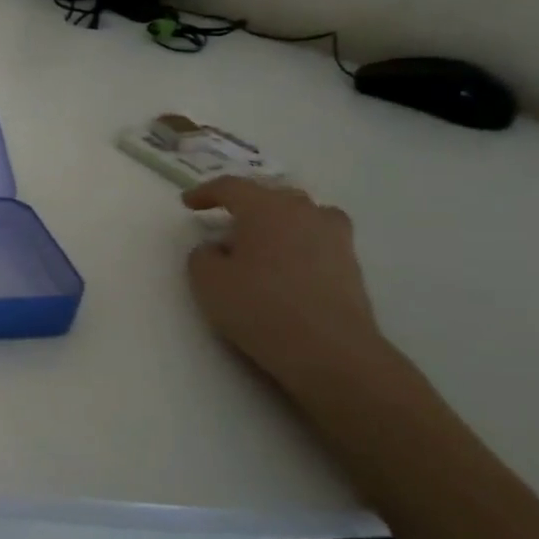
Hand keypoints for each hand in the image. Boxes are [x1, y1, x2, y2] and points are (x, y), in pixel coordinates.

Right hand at [182, 178, 389, 395]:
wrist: (330, 351)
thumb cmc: (260, 307)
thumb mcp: (207, 281)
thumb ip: (202, 255)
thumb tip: (217, 248)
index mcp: (266, 208)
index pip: (231, 187)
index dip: (205, 192)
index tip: (187, 204)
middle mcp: (303, 212)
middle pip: (270, 195)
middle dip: (245, 204)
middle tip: (225, 222)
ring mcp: (334, 236)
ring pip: (300, 213)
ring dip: (277, 220)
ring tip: (260, 240)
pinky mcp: (350, 263)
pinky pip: (318, 237)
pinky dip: (299, 241)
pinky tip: (288, 262)